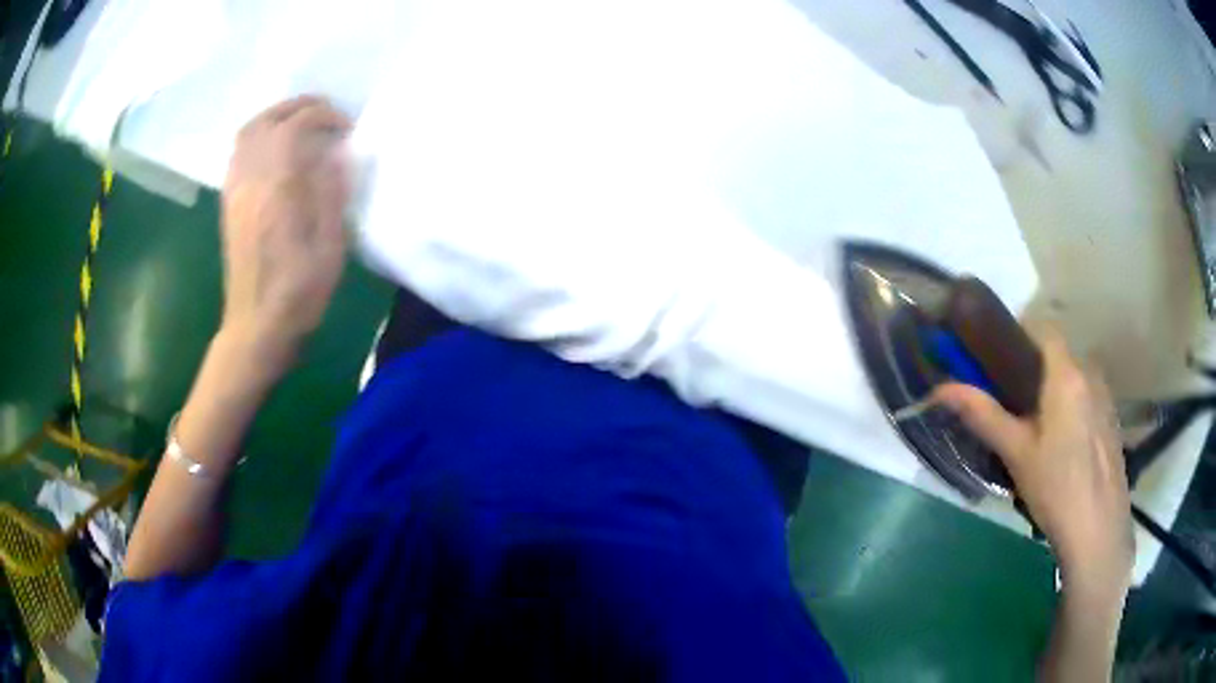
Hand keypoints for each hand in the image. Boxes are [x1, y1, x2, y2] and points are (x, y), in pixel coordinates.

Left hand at [221, 95, 352, 362]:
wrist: (256, 327)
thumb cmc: (298, 293)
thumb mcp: (330, 247)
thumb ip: (332, 193)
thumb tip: (336, 154)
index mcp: (277, 188)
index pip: (296, 126)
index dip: (325, 116)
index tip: (346, 129)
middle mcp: (251, 180)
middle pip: (267, 120)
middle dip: (299, 106)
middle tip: (325, 113)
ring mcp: (235, 191)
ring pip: (248, 132)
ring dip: (276, 117)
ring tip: (301, 125)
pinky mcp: (229, 204)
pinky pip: (238, 154)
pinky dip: (260, 137)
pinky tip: (276, 151)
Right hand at [932, 326, 1132, 596]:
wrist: (1097, 530)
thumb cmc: (1055, 488)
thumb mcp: (1016, 453)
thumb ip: (983, 414)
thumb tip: (941, 389)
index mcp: (1066, 373)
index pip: (1043, 328)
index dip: (1019, 335)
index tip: (996, 359)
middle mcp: (1090, 373)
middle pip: (1057, 355)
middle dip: (1033, 369)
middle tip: (1011, 403)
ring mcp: (1105, 397)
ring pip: (1072, 378)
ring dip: (1053, 389)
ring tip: (1035, 429)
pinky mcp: (1111, 420)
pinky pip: (1086, 397)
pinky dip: (1070, 406)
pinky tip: (1061, 447)